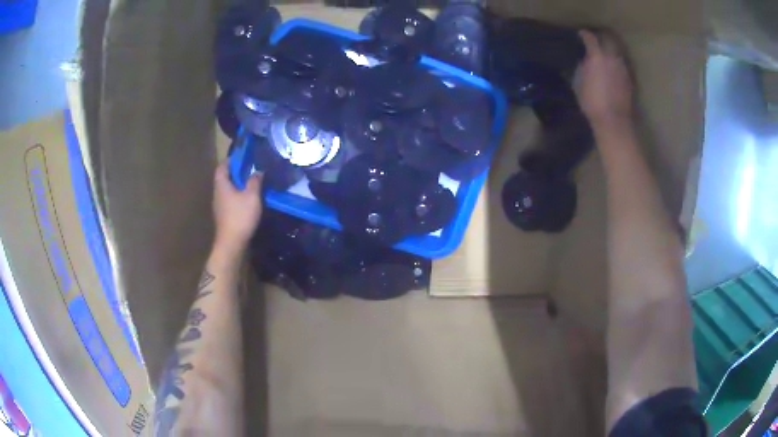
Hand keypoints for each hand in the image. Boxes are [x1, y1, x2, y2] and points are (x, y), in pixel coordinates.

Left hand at [212, 162, 262, 255]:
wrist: (232, 243)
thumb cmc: (240, 216)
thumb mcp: (252, 196)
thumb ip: (255, 181)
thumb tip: (258, 171)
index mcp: (221, 185)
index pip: (222, 166)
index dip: (231, 160)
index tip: (243, 157)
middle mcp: (217, 193)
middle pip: (224, 178)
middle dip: (236, 172)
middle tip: (250, 169)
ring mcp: (219, 206)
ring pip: (228, 190)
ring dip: (238, 185)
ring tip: (252, 183)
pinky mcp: (224, 216)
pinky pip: (230, 200)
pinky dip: (238, 196)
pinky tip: (248, 200)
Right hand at [574, 30, 633, 129]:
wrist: (614, 120)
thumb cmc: (592, 102)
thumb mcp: (579, 83)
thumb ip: (582, 68)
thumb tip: (584, 61)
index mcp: (597, 56)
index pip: (590, 38)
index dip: (584, 35)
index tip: (581, 34)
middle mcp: (612, 58)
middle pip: (609, 40)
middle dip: (602, 38)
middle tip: (596, 40)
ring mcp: (623, 68)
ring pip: (617, 52)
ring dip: (611, 51)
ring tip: (606, 55)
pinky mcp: (630, 79)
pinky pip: (622, 65)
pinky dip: (617, 63)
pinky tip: (613, 69)